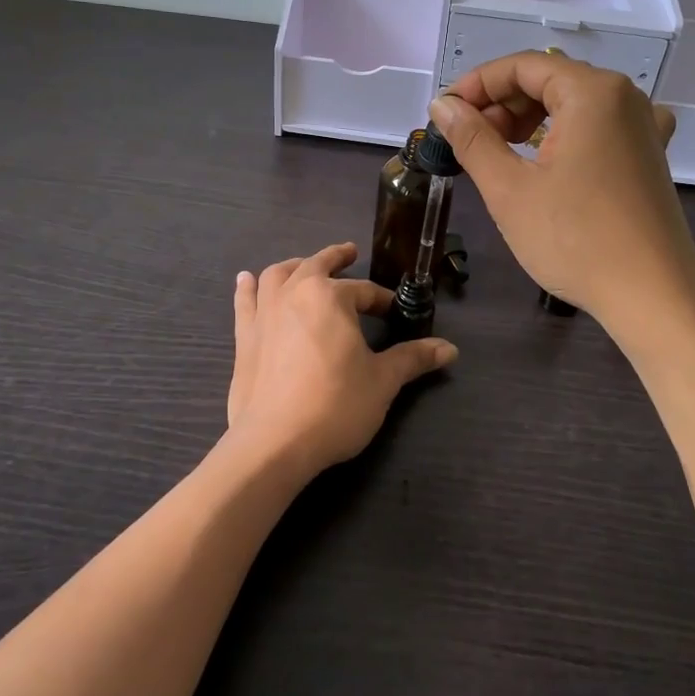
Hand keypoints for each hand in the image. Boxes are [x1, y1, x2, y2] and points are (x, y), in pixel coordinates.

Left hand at [225, 243, 455, 477]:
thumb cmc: (335, 405)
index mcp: (330, 297)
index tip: (393, 312)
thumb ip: (413, 359)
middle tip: (349, 253)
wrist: (275, 442)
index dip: (381, 301)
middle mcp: (294, 293)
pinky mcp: (244, 336)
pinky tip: (246, 279)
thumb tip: (450, 349)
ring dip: (294, 265)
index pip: (363, 291)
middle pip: (317, 265)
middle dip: (336, 258)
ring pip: (278, 275)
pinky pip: (245, 302)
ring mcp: (264, 313)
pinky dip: (247, 287)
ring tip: (304, 265)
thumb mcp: (383, 381)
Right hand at [429, 54, 694, 338]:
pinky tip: (551, 158)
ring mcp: (643, 126)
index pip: (522, 66)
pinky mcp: (649, 155)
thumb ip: (471, 138)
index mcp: (592, 91)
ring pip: (572, 103)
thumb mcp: (509, 188)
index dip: (476, 85)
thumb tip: (442, 106)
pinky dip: (565, 133)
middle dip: (502, 104)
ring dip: (529, 120)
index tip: (444, 114)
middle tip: (468, 142)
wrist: (653, 296)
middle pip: (549, 80)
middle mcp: (623, 96)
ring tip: (499, 155)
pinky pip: (598, 126)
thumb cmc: (575, 239)